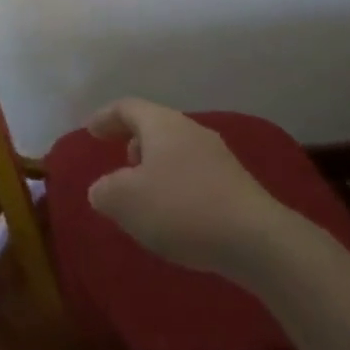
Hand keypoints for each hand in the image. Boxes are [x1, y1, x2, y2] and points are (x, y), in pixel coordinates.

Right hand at [84, 99, 296, 278]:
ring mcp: (220, 159)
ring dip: (158, 168)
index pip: (127, 107)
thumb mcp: (125, 201)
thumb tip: (103, 190)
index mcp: (162, 124)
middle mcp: (191, 131)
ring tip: (147, 196)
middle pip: (156, 127)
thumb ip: (104, 191)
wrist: (259, 242)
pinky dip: (179, 188)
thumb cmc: (182, 209)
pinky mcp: (239, 188)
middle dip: (135, 143)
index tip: (90, 131)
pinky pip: (197, 177)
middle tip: (121, 163)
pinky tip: (177, 217)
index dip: (105, 117)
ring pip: (178, 152)